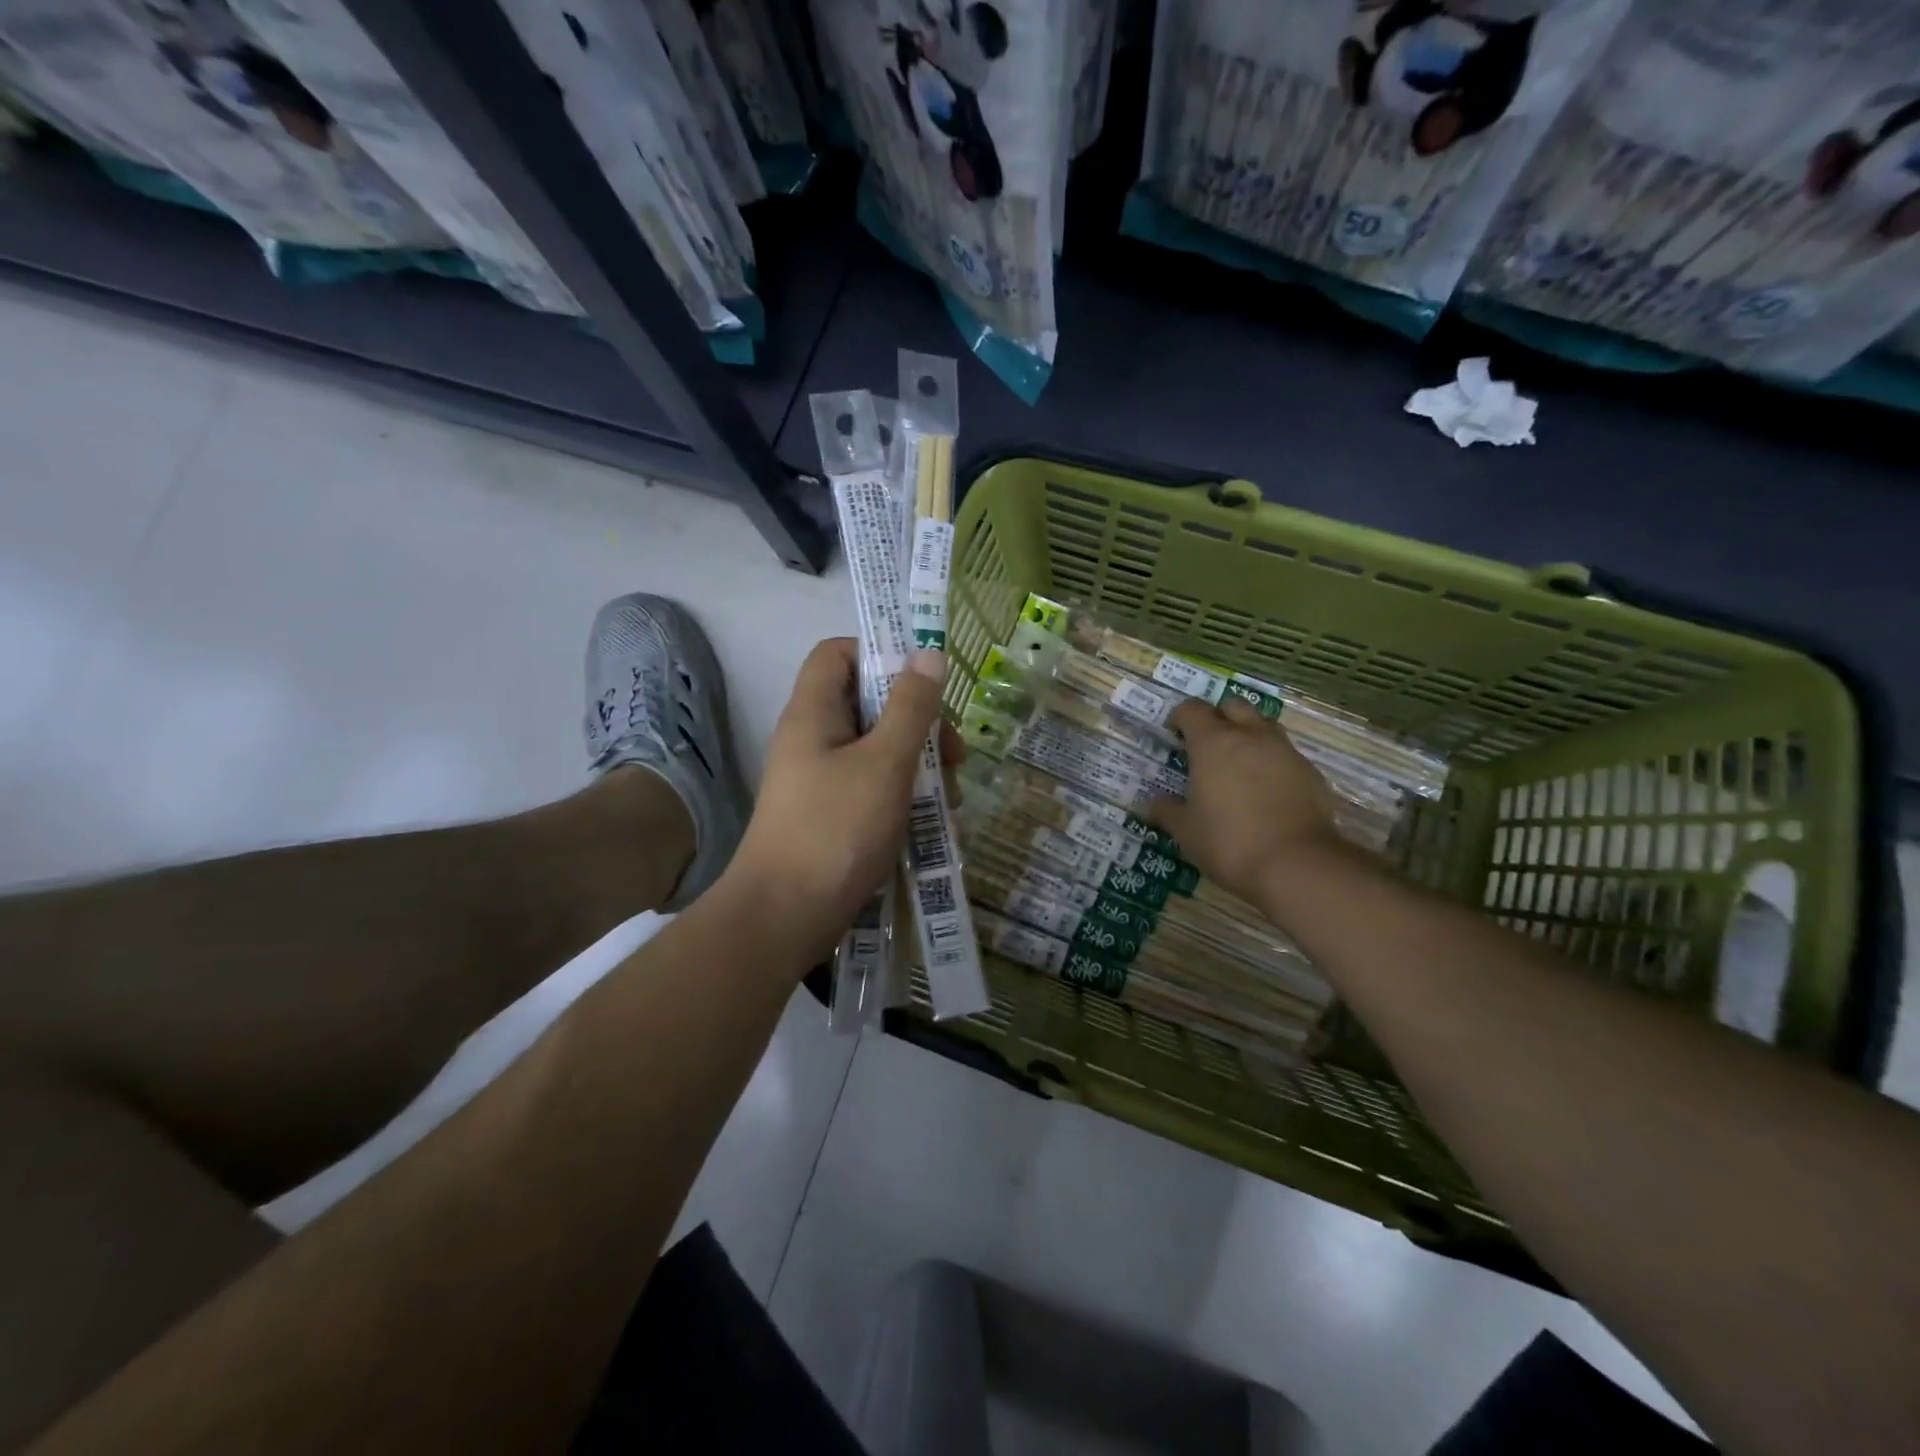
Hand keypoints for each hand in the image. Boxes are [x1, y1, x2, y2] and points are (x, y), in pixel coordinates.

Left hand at [725, 638, 963, 963]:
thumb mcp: (885, 763)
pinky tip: (934, 824)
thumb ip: (911, 707)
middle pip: (869, 704)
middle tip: (953, 755)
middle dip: (919, 723)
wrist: (784, 917)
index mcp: (814, 712)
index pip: (839, 653)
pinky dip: (904, 797)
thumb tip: (928, 652)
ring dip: (919, 765)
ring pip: (878, 750)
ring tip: (951, 799)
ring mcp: (821, 780)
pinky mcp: (831, 815)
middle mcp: (813, 738)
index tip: (925, 681)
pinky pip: (873, 788)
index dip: (881, 653)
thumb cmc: (836, 829)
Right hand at [1146, 698, 1342, 909]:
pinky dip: (1272, 762)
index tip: (1174, 734)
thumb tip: (1149, 804)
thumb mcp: (1186, 832)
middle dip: (1218, 717)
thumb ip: (1167, 812)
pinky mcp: (1310, 772)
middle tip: (1207, 744)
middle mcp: (1250, 736)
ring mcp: (1285, 751)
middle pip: (1233, 706)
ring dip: (1248, 734)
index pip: (1192, 709)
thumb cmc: (1229, 842)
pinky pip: (1286, 754)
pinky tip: (1267, 791)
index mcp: (1213, 743)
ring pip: (1264, 725)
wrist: (1296, 864)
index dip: (1180, 717)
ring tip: (1238, 763)